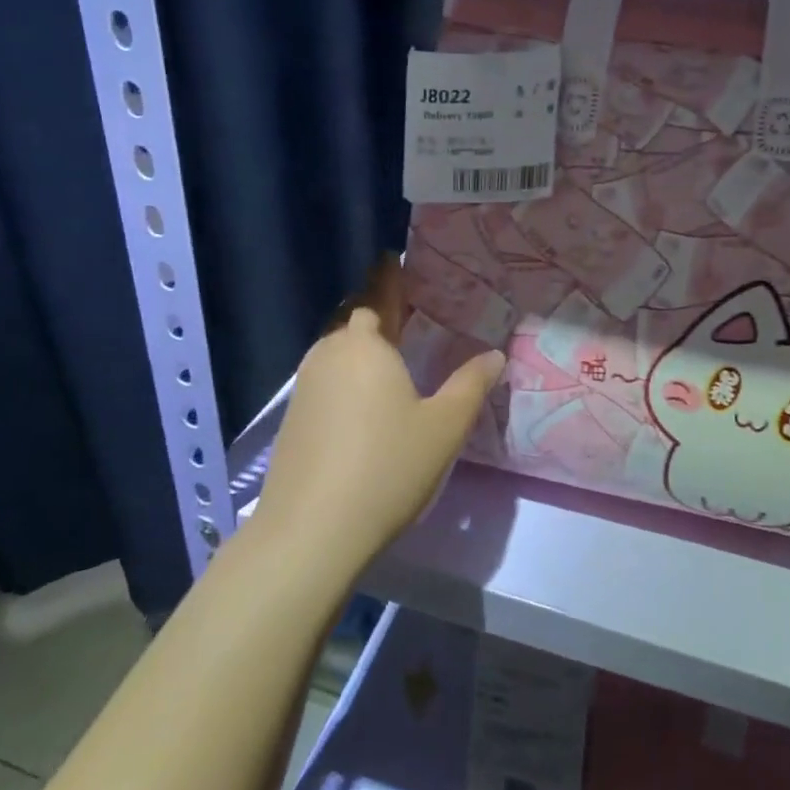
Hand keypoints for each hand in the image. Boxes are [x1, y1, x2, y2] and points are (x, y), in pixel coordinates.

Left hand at [254, 256, 503, 573]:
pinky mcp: (293, 417)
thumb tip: (495, 355)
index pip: (378, 296)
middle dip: (375, 310)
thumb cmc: (387, 467)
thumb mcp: (443, 427)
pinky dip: (345, 373)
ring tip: (387, 352)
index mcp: (366, 344)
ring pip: (336, 350)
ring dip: (358, 344)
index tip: (394, 260)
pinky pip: (325, 377)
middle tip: (404, 312)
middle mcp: (330, 353)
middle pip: (352, 320)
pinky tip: (361, 398)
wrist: (312, 529)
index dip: (389, 278)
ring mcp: (305, 385)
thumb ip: (471, 385)